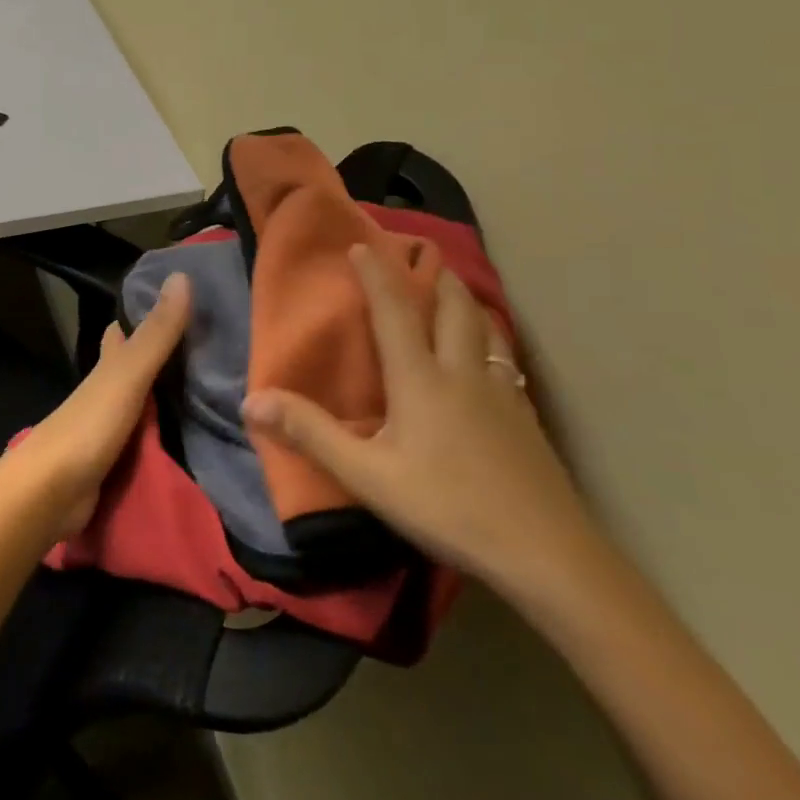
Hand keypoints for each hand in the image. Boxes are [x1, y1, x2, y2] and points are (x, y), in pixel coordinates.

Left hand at [20, 273, 191, 536]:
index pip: (122, 334)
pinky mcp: (112, 464)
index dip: (139, 319)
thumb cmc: (89, 425)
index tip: (170, 306)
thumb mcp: (128, 374)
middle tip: (200, 350)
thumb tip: (182, 274)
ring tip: (203, 393)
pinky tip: (184, 440)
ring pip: (140, 405)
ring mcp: (106, 430)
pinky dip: (161, 434)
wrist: (51, 493)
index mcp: (106, 368)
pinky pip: (144, 441)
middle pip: (131, 369)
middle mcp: (104, 394)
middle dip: (156, 359)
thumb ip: (157, 333)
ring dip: (162, 398)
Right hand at [242, 244, 594, 595]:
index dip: (377, 273)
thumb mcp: (368, 476)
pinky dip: (489, 341)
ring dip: (465, 303)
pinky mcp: (526, 418)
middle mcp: (463, 372)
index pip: (395, 309)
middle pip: (453, 306)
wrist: (547, 554)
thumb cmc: (448, 507)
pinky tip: (487, 364)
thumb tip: (251, 400)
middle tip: (418, 261)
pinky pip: (504, 359)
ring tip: (453, 298)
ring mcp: (502, 393)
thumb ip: (310, 434)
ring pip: (486, 328)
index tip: (362, 245)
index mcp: (421, 377)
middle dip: (433, 277)